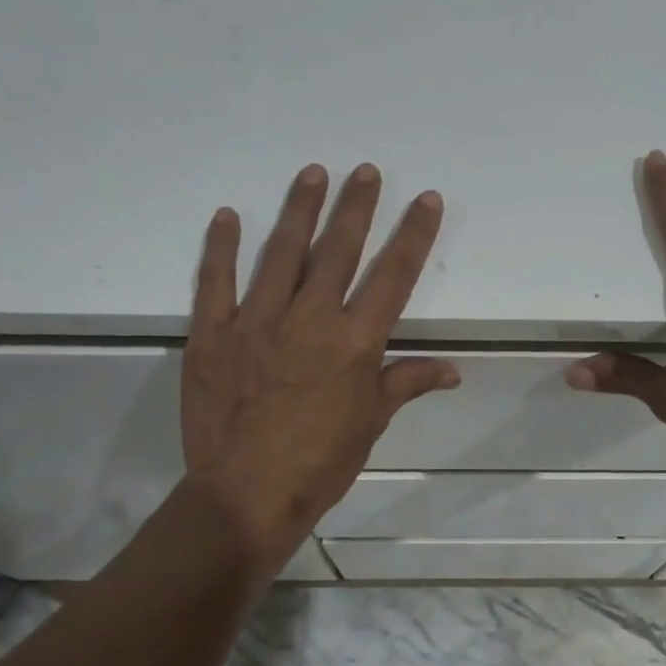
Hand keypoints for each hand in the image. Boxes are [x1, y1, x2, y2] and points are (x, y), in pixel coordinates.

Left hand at [182, 163, 459, 571]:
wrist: (247, 495)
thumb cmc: (320, 463)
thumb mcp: (371, 424)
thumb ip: (406, 384)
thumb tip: (453, 370)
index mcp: (354, 342)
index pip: (393, 276)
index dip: (413, 234)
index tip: (425, 200)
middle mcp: (310, 319)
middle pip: (338, 250)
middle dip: (356, 206)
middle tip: (365, 170)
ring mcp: (257, 321)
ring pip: (282, 253)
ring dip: (299, 210)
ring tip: (312, 173)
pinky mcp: (213, 334)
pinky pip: (215, 282)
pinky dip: (220, 247)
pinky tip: (227, 216)